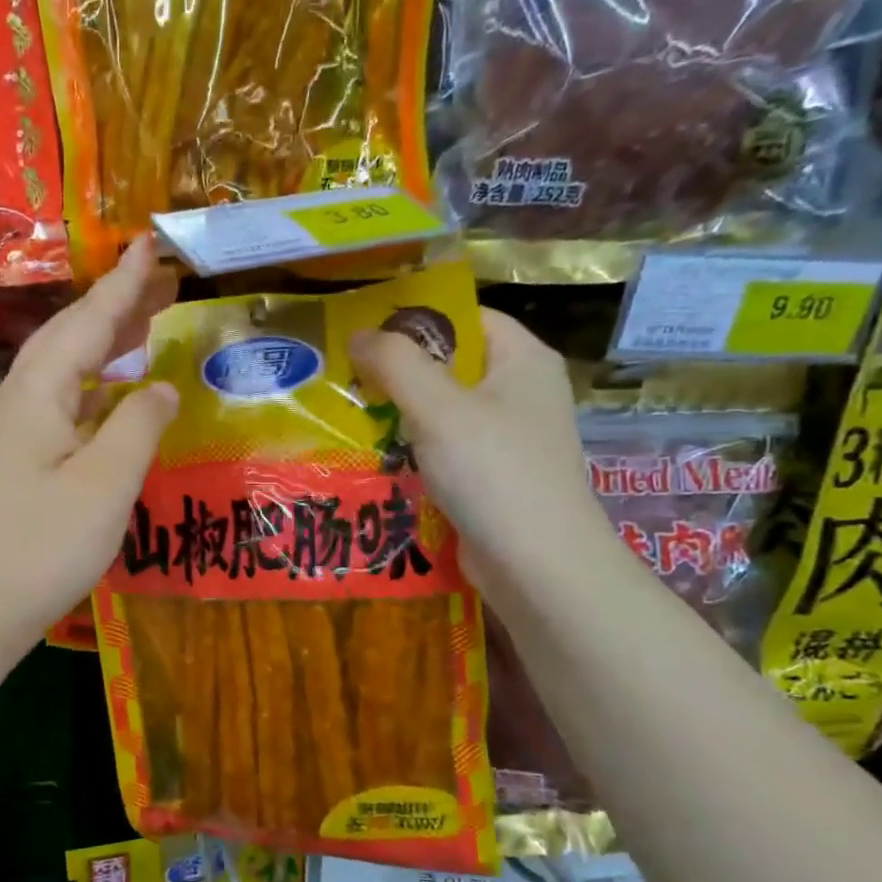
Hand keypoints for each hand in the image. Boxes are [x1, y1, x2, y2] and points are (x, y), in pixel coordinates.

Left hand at [0, 237, 178, 669]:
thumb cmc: (42, 545)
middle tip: (159, 281)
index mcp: (39, 393)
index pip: (87, 322)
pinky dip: (96, 385)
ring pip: (65, 369)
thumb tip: (160, 387)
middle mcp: (21, 400)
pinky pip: (64, 402)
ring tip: (146, 325)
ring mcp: (16, 432)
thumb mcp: (105, 484)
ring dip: (104, 342)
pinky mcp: (20, 461)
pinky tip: (116, 396)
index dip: (122, 284)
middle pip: (70, 337)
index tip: (150, 243)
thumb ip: (138, 427)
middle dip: (114, 305)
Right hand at [349, 308, 612, 592]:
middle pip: (449, 364)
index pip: (464, 317)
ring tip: (349, 417)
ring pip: (442, 410)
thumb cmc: (493, 472)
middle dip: (397, 372)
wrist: (537, 564)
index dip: (414, 320)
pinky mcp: (491, 476)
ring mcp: (508, 437)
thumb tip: (359, 334)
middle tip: (344, 379)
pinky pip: (444, 449)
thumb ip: (396, 363)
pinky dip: (411, 450)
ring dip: (398, 414)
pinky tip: (375, 458)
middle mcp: (520, 391)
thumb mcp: (438, 407)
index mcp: (522, 359)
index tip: (362, 334)